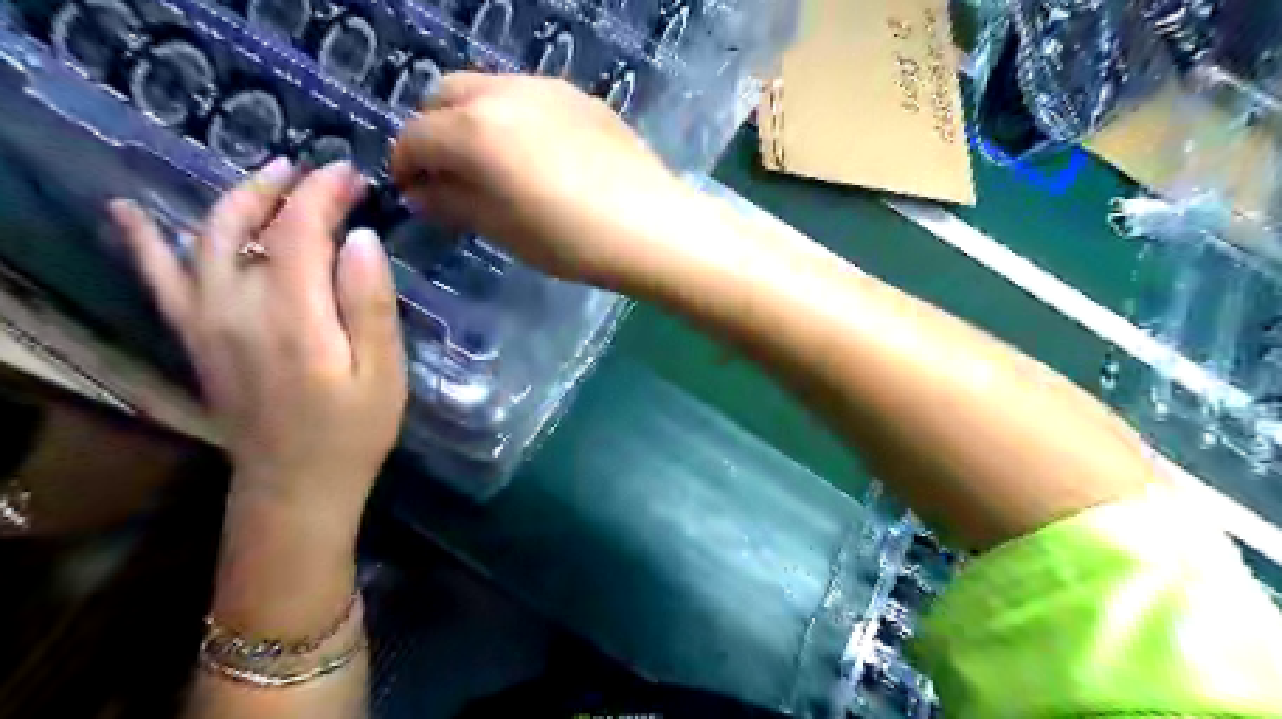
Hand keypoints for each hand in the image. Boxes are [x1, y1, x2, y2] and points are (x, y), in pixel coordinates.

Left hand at [112, 157, 409, 517]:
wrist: (295, 485)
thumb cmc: (354, 431)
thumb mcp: (384, 373)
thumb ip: (371, 305)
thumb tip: (363, 239)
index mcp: (293, 317)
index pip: (299, 231)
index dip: (324, 195)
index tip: (353, 175)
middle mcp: (236, 308)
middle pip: (246, 225)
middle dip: (286, 189)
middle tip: (323, 173)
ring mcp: (205, 321)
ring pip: (203, 238)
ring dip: (236, 199)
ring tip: (269, 176)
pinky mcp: (194, 337)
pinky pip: (159, 280)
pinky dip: (142, 242)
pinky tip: (128, 212)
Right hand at [390, 71, 697, 285]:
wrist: (652, 227)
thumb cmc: (571, 241)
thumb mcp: (503, 231)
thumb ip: (453, 204)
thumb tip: (421, 192)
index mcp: (475, 130)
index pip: (416, 137)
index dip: (405, 166)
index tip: (412, 192)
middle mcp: (503, 93)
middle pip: (444, 96)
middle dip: (433, 131)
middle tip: (448, 174)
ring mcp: (547, 88)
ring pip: (486, 88)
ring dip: (471, 118)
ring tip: (491, 163)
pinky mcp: (581, 97)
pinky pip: (527, 96)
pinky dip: (511, 116)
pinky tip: (535, 153)